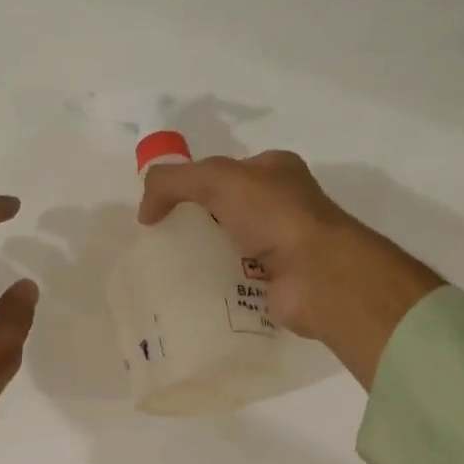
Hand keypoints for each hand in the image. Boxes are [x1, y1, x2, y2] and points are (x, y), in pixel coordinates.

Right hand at [139, 151, 441, 388]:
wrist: (318, 274)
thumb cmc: (274, 215)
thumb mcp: (216, 179)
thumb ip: (172, 182)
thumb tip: (144, 212)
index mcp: (275, 170)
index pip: (224, 171)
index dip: (191, 184)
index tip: (162, 208)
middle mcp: (282, 204)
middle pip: (225, 210)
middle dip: (195, 223)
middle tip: (162, 240)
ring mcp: (282, 245)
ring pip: (230, 246)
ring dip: (204, 256)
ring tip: (168, 269)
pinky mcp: (278, 282)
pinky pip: (237, 281)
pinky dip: (217, 286)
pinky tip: (191, 293)